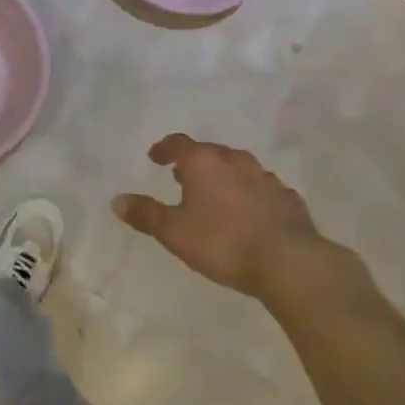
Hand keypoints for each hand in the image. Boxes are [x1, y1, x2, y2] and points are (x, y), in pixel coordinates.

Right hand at [113, 135, 352, 302]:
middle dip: (195, 162)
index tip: (156, 157)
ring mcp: (264, 177)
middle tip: (183, 177)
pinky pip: (262, 189)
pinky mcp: (287, 198)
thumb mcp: (175, 232)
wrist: (289, 261)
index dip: (165, 148)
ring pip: (238, 168)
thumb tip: (116, 200)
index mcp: (203, 162)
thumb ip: (146, 214)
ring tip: (216, 194)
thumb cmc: (223, 242)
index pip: (178, 143)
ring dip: (224, 176)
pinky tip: (250, 213)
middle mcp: (234, 160)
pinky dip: (250, 194)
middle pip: (209, 152)